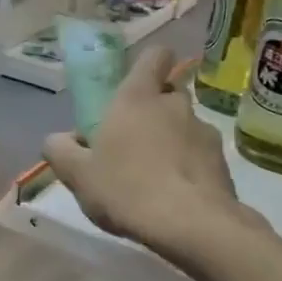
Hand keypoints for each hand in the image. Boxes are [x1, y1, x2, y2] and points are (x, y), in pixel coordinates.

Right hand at [41, 47, 239, 252]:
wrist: (190, 224)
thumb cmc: (125, 188)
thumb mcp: (77, 174)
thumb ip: (60, 150)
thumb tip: (59, 139)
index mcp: (137, 98)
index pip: (155, 56)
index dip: (149, 65)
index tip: (136, 85)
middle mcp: (174, 105)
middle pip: (167, 94)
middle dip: (154, 111)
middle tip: (133, 142)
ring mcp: (204, 131)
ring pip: (185, 126)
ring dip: (172, 141)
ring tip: (156, 176)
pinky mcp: (222, 161)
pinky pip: (200, 155)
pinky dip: (189, 167)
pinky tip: (176, 195)